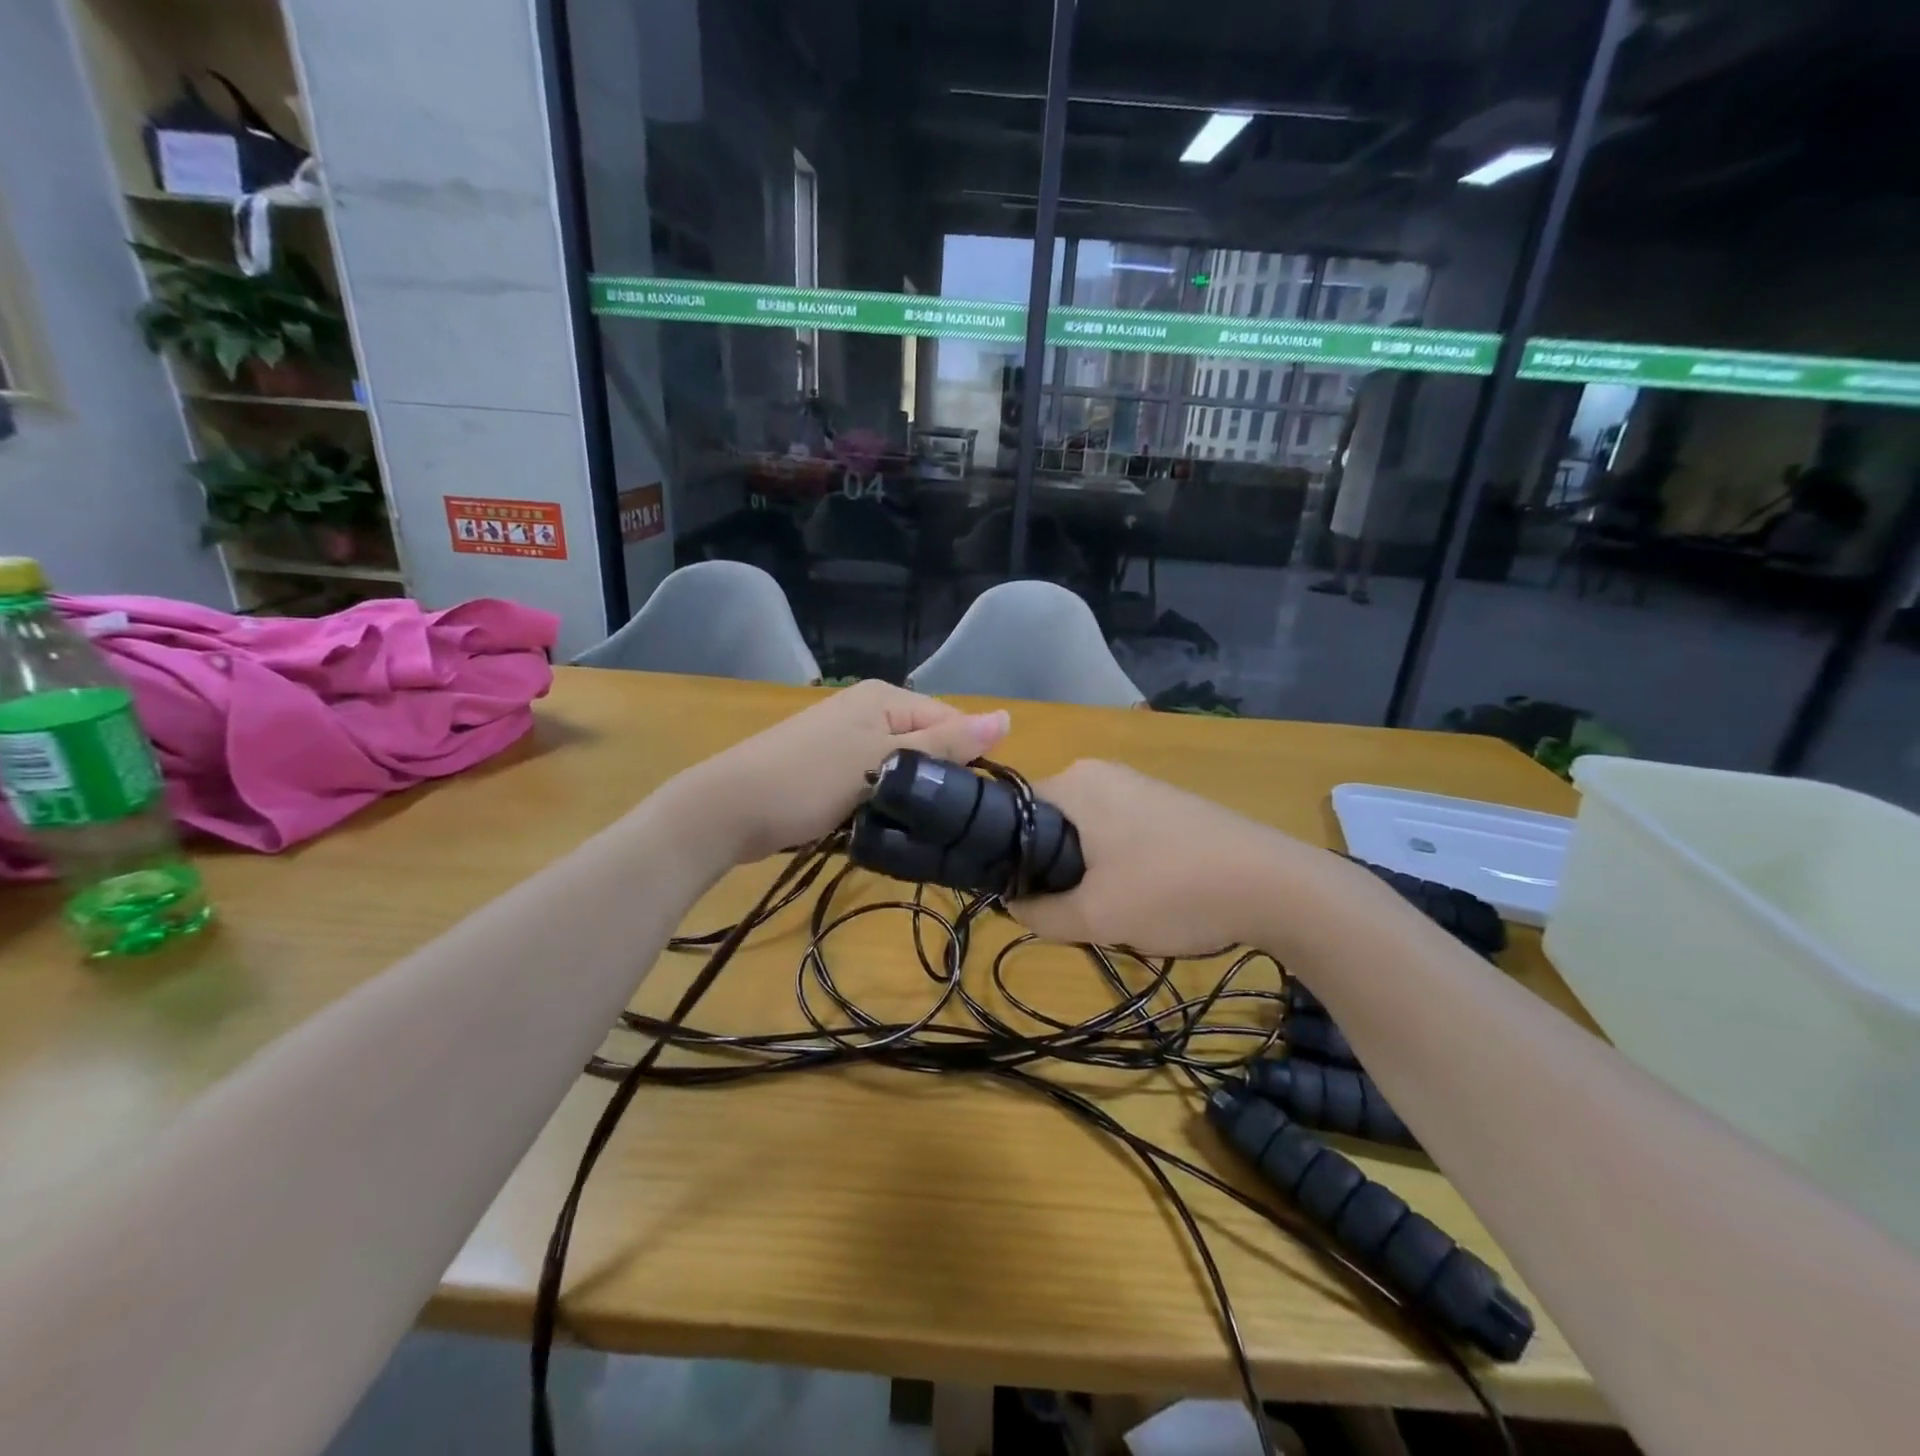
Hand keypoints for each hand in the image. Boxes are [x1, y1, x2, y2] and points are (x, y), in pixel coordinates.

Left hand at [688, 680, 1009, 863]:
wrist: (727, 810)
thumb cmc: (809, 779)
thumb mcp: (884, 760)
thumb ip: (944, 744)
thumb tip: (1006, 718)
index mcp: (884, 697)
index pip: (950, 722)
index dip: (963, 761)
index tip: (968, 806)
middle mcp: (867, 709)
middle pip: (925, 745)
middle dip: (933, 780)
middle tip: (938, 822)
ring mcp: (845, 739)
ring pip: (900, 768)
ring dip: (907, 796)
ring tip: (913, 828)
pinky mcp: (830, 768)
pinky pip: (873, 781)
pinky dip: (880, 802)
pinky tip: (883, 825)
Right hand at [1007, 760, 1316, 956]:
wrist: (1274, 886)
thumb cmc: (1172, 890)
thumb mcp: (1094, 916)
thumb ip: (1038, 913)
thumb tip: (1011, 904)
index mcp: (1074, 782)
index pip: (1012, 815)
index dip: (1009, 860)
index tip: (1024, 900)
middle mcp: (1100, 771)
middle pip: (1050, 825)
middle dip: (1054, 871)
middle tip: (1072, 912)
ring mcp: (1137, 784)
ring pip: (1085, 833)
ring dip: (1088, 873)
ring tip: (1112, 909)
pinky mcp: (1166, 802)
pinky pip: (1118, 832)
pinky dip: (1119, 864)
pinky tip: (1145, 894)